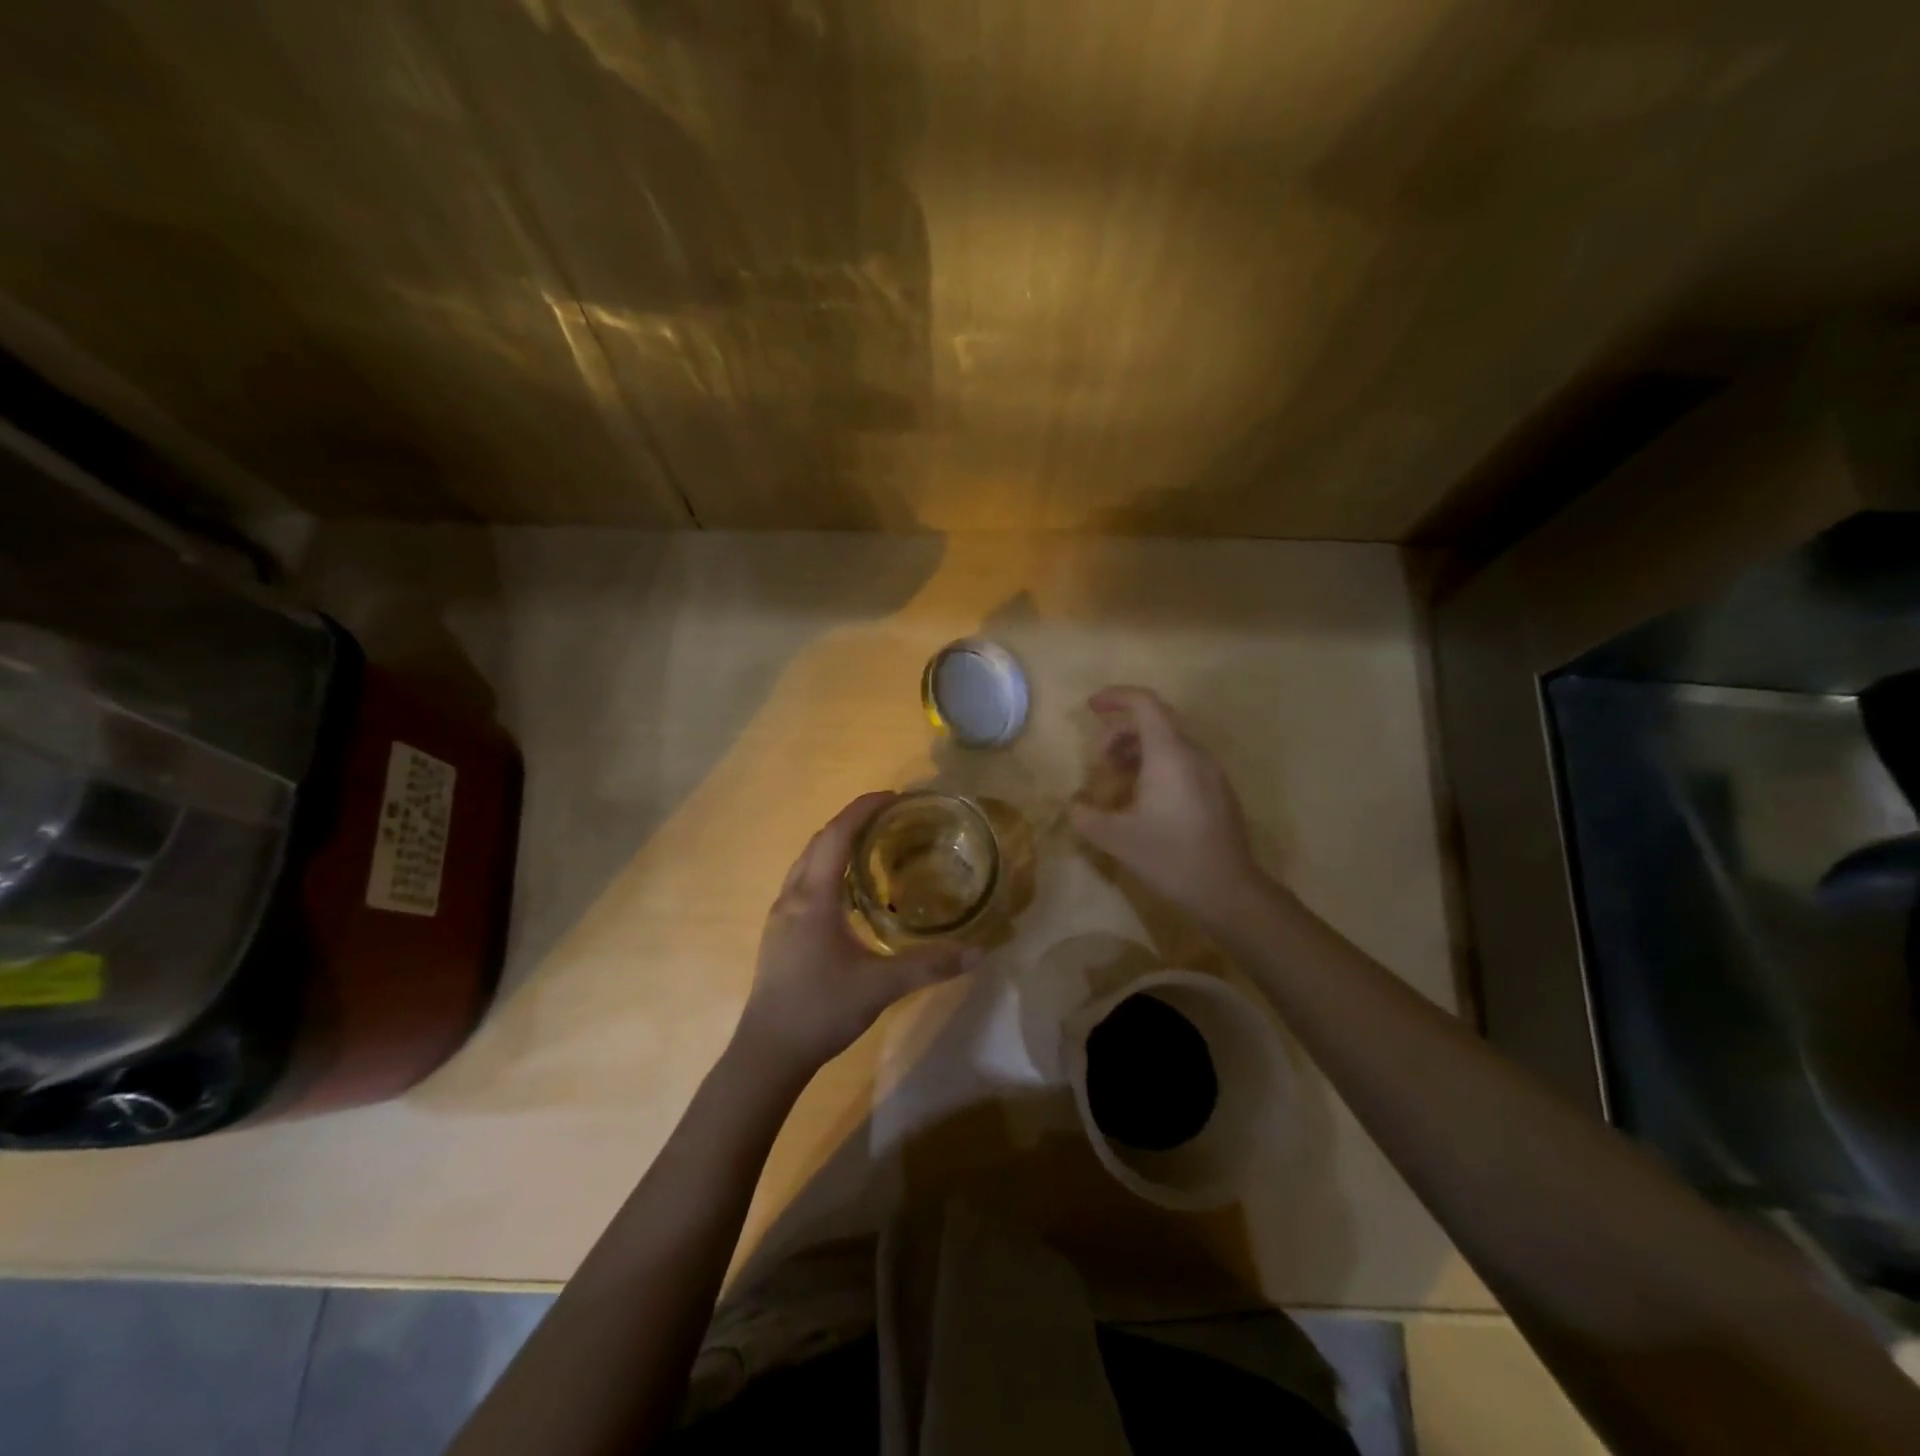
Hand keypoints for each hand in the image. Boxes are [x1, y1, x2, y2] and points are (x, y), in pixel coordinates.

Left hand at [738, 792, 980, 1072]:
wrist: (768, 1053)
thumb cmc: (821, 1009)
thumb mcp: (881, 986)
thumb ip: (929, 966)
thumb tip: (978, 952)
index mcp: (813, 897)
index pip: (835, 836)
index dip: (862, 809)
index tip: (892, 796)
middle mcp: (792, 897)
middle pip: (819, 842)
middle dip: (851, 822)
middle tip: (889, 818)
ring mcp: (781, 916)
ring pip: (807, 863)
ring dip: (836, 845)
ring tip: (872, 848)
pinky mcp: (779, 933)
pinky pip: (804, 883)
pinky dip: (828, 870)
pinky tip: (849, 894)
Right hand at [1068, 686, 1264, 926]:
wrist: (1228, 889)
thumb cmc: (1170, 856)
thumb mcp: (1116, 839)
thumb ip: (1086, 817)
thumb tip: (1073, 808)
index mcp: (1169, 754)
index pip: (1144, 703)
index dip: (1115, 697)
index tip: (1090, 707)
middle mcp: (1193, 754)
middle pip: (1156, 720)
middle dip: (1121, 730)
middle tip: (1100, 758)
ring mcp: (1210, 771)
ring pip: (1171, 741)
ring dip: (1138, 749)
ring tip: (1117, 777)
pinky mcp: (1218, 790)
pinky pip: (1183, 760)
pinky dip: (1157, 764)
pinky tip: (1144, 797)